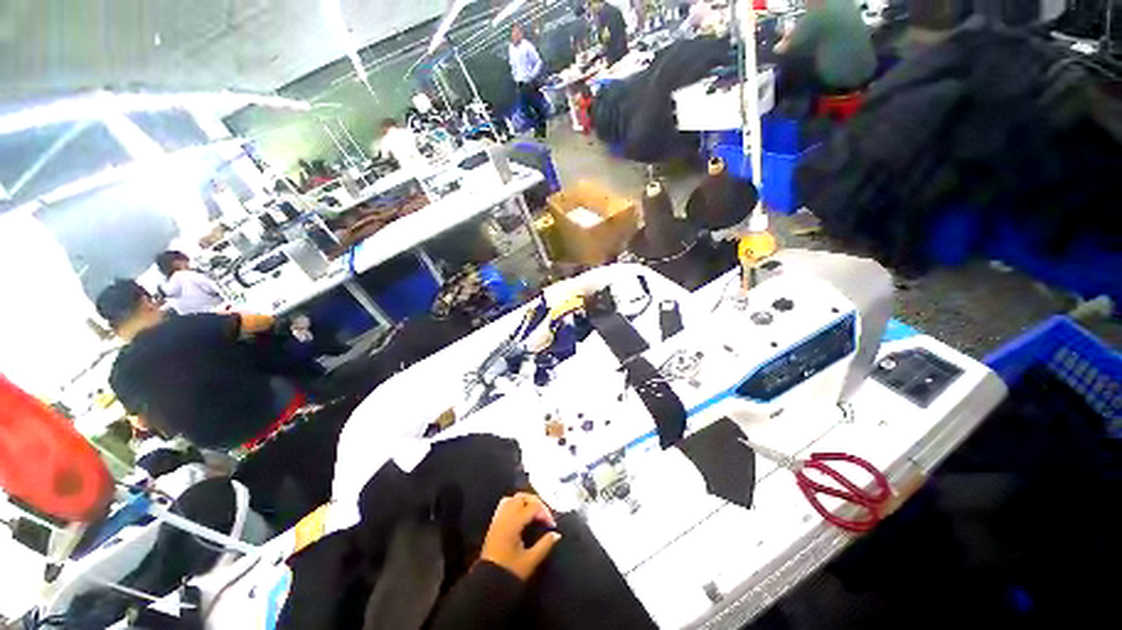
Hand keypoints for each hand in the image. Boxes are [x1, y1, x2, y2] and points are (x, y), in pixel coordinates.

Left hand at [479, 493, 561, 580]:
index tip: (552, 525)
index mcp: (513, 524)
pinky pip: (504, 504)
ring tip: (535, 511)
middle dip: (536, 502)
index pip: (533, 507)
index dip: (545, 513)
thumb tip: (556, 534)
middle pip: (522, 497)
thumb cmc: (509, 572)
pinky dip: (515, 504)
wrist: (487, 584)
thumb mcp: (530, 561)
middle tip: (545, 515)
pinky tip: (521, 514)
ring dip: (525, 501)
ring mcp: (498, 519)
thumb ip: (544, 545)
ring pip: (512, 498)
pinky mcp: (494, 523)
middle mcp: (505, 517)